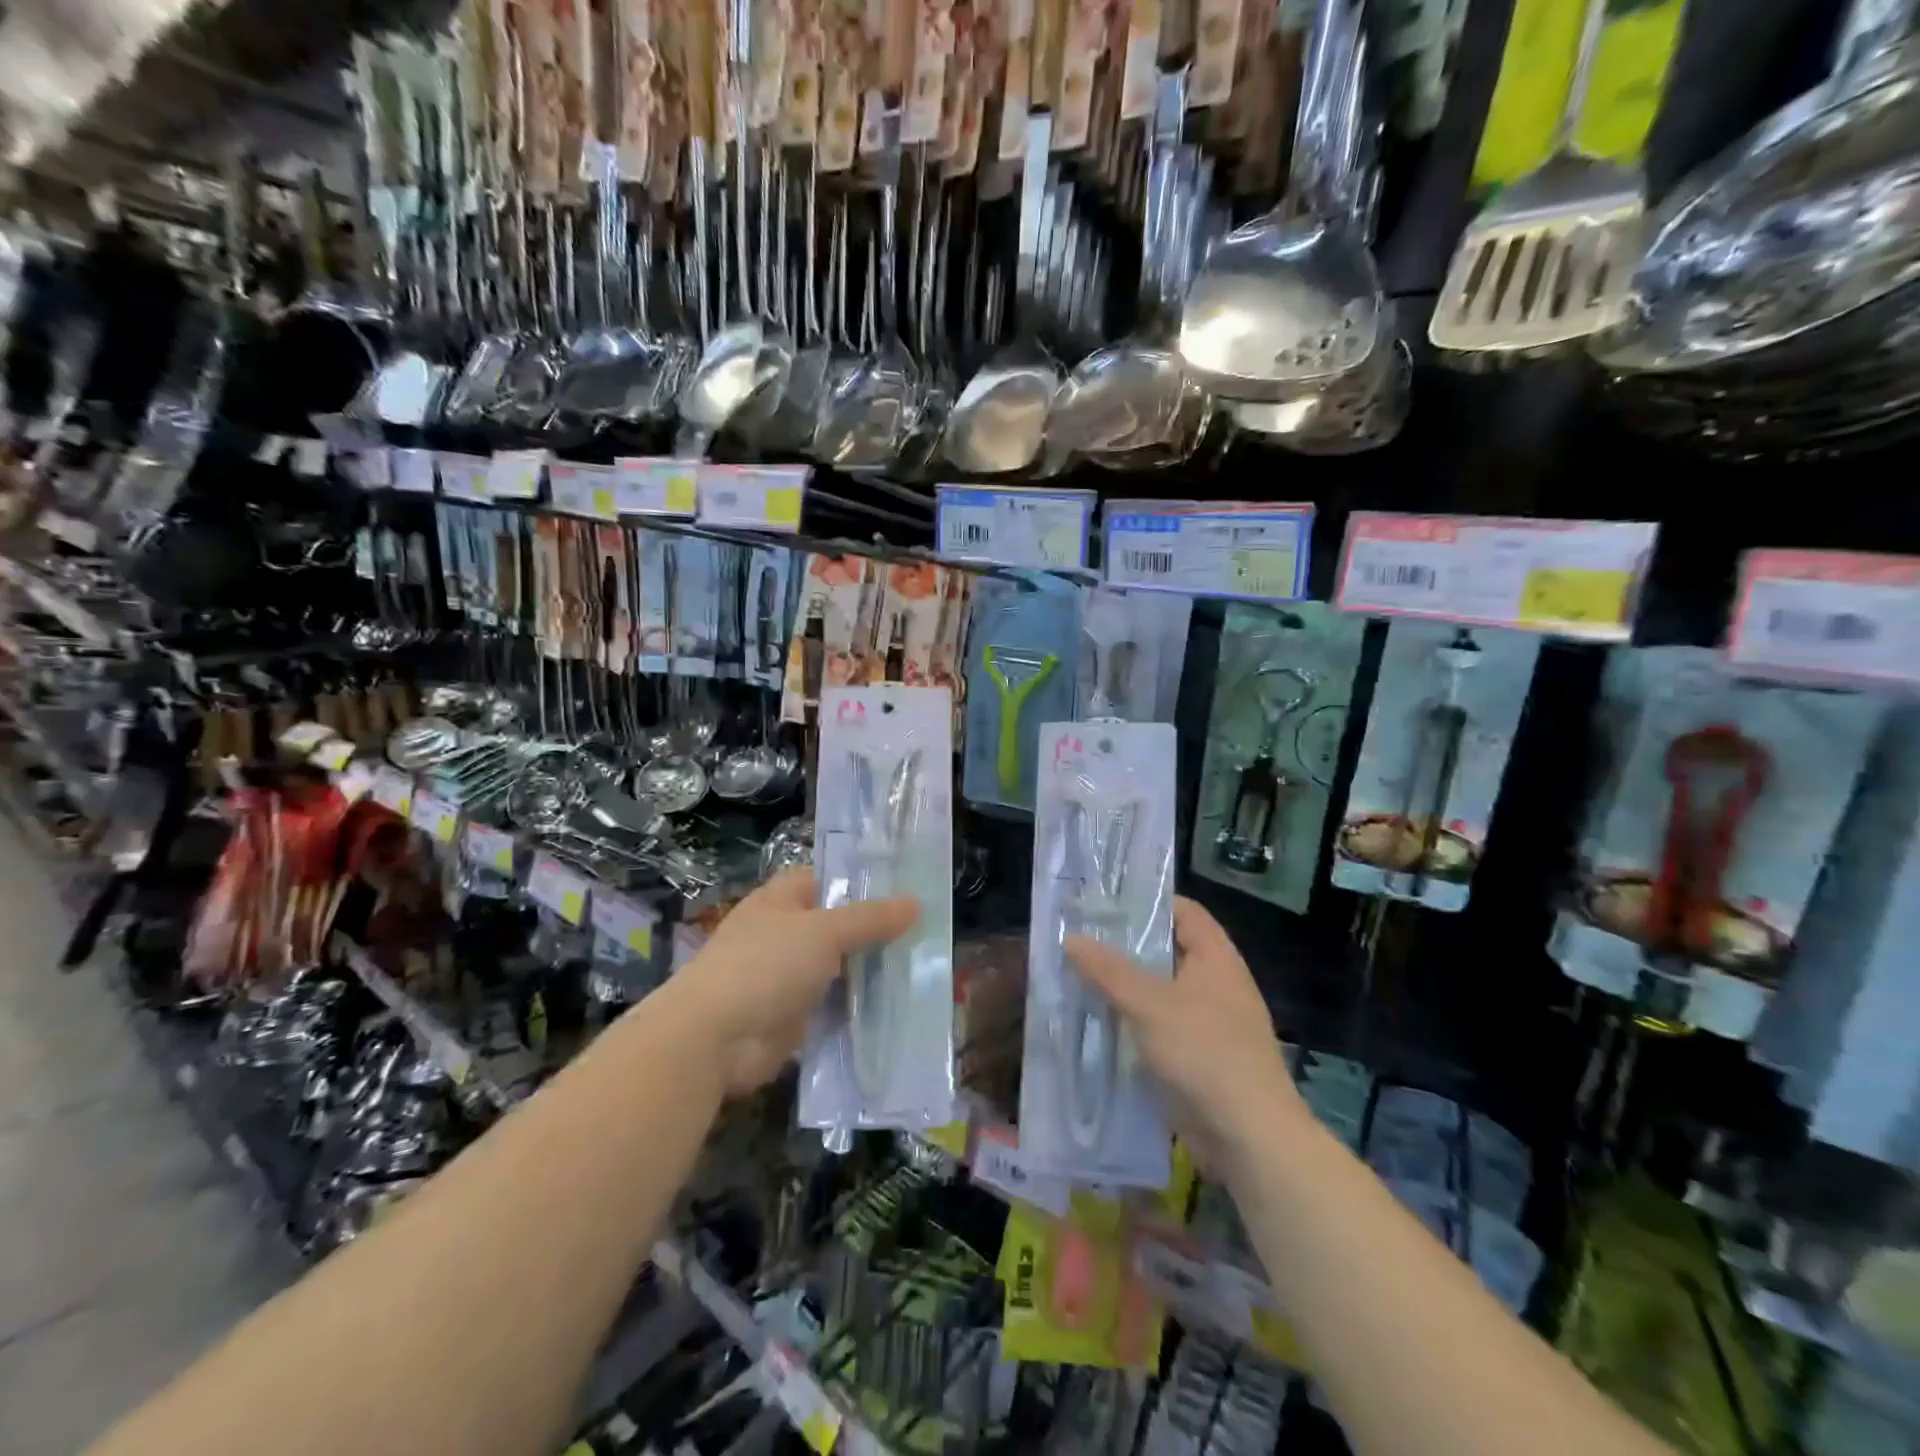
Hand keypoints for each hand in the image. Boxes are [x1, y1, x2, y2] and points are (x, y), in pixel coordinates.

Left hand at [667, 868, 918, 1095]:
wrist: (714, 1039)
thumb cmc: (765, 965)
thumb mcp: (824, 932)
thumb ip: (870, 919)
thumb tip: (915, 903)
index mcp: (780, 900)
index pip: (827, 879)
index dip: (862, 881)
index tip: (906, 887)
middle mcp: (783, 933)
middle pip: (837, 925)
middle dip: (875, 930)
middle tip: (926, 930)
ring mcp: (787, 977)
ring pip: (839, 967)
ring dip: (869, 971)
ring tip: (921, 967)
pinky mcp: (793, 1016)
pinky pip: (834, 1005)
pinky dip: (858, 1006)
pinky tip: (896, 1005)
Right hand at [1065, 898, 1303, 1172]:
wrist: (1250, 1138)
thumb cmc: (1205, 1054)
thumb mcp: (1149, 1005)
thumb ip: (1109, 971)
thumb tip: (1072, 938)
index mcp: (1215, 958)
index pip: (1182, 911)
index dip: (1146, 902)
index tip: (1103, 903)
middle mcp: (1215, 984)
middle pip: (1167, 950)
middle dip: (1124, 947)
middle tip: (1078, 939)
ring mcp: (1209, 1022)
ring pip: (1159, 992)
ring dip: (1123, 988)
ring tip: (1076, 977)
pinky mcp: (1198, 1058)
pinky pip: (1158, 1028)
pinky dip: (1132, 1023)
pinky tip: (1096, 1024)